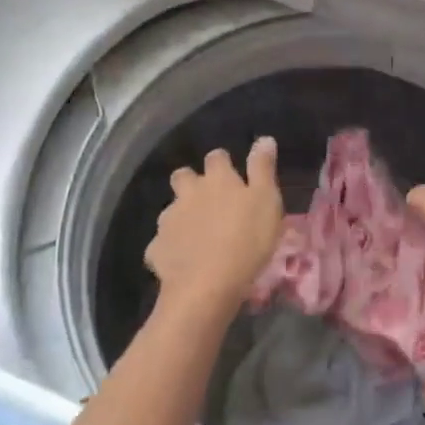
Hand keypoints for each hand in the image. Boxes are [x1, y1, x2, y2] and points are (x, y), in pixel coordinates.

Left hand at [145, 139, 282, 315]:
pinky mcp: (157, 249)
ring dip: (182, 215)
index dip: (223, 163)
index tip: (232, 174)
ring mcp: (169, 221)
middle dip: (191, 182)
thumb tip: (264, 138)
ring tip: (197, 234)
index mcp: (218, 180)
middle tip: (208, 200)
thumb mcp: (267, 201)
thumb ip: (263, 168)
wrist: (207, 286)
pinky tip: (183, 261)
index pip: (217, 157)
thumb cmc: (247, 240)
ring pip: (171, 209)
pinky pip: (162, 243)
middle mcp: (188, 193)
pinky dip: (171, 248)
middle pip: (183, 176)